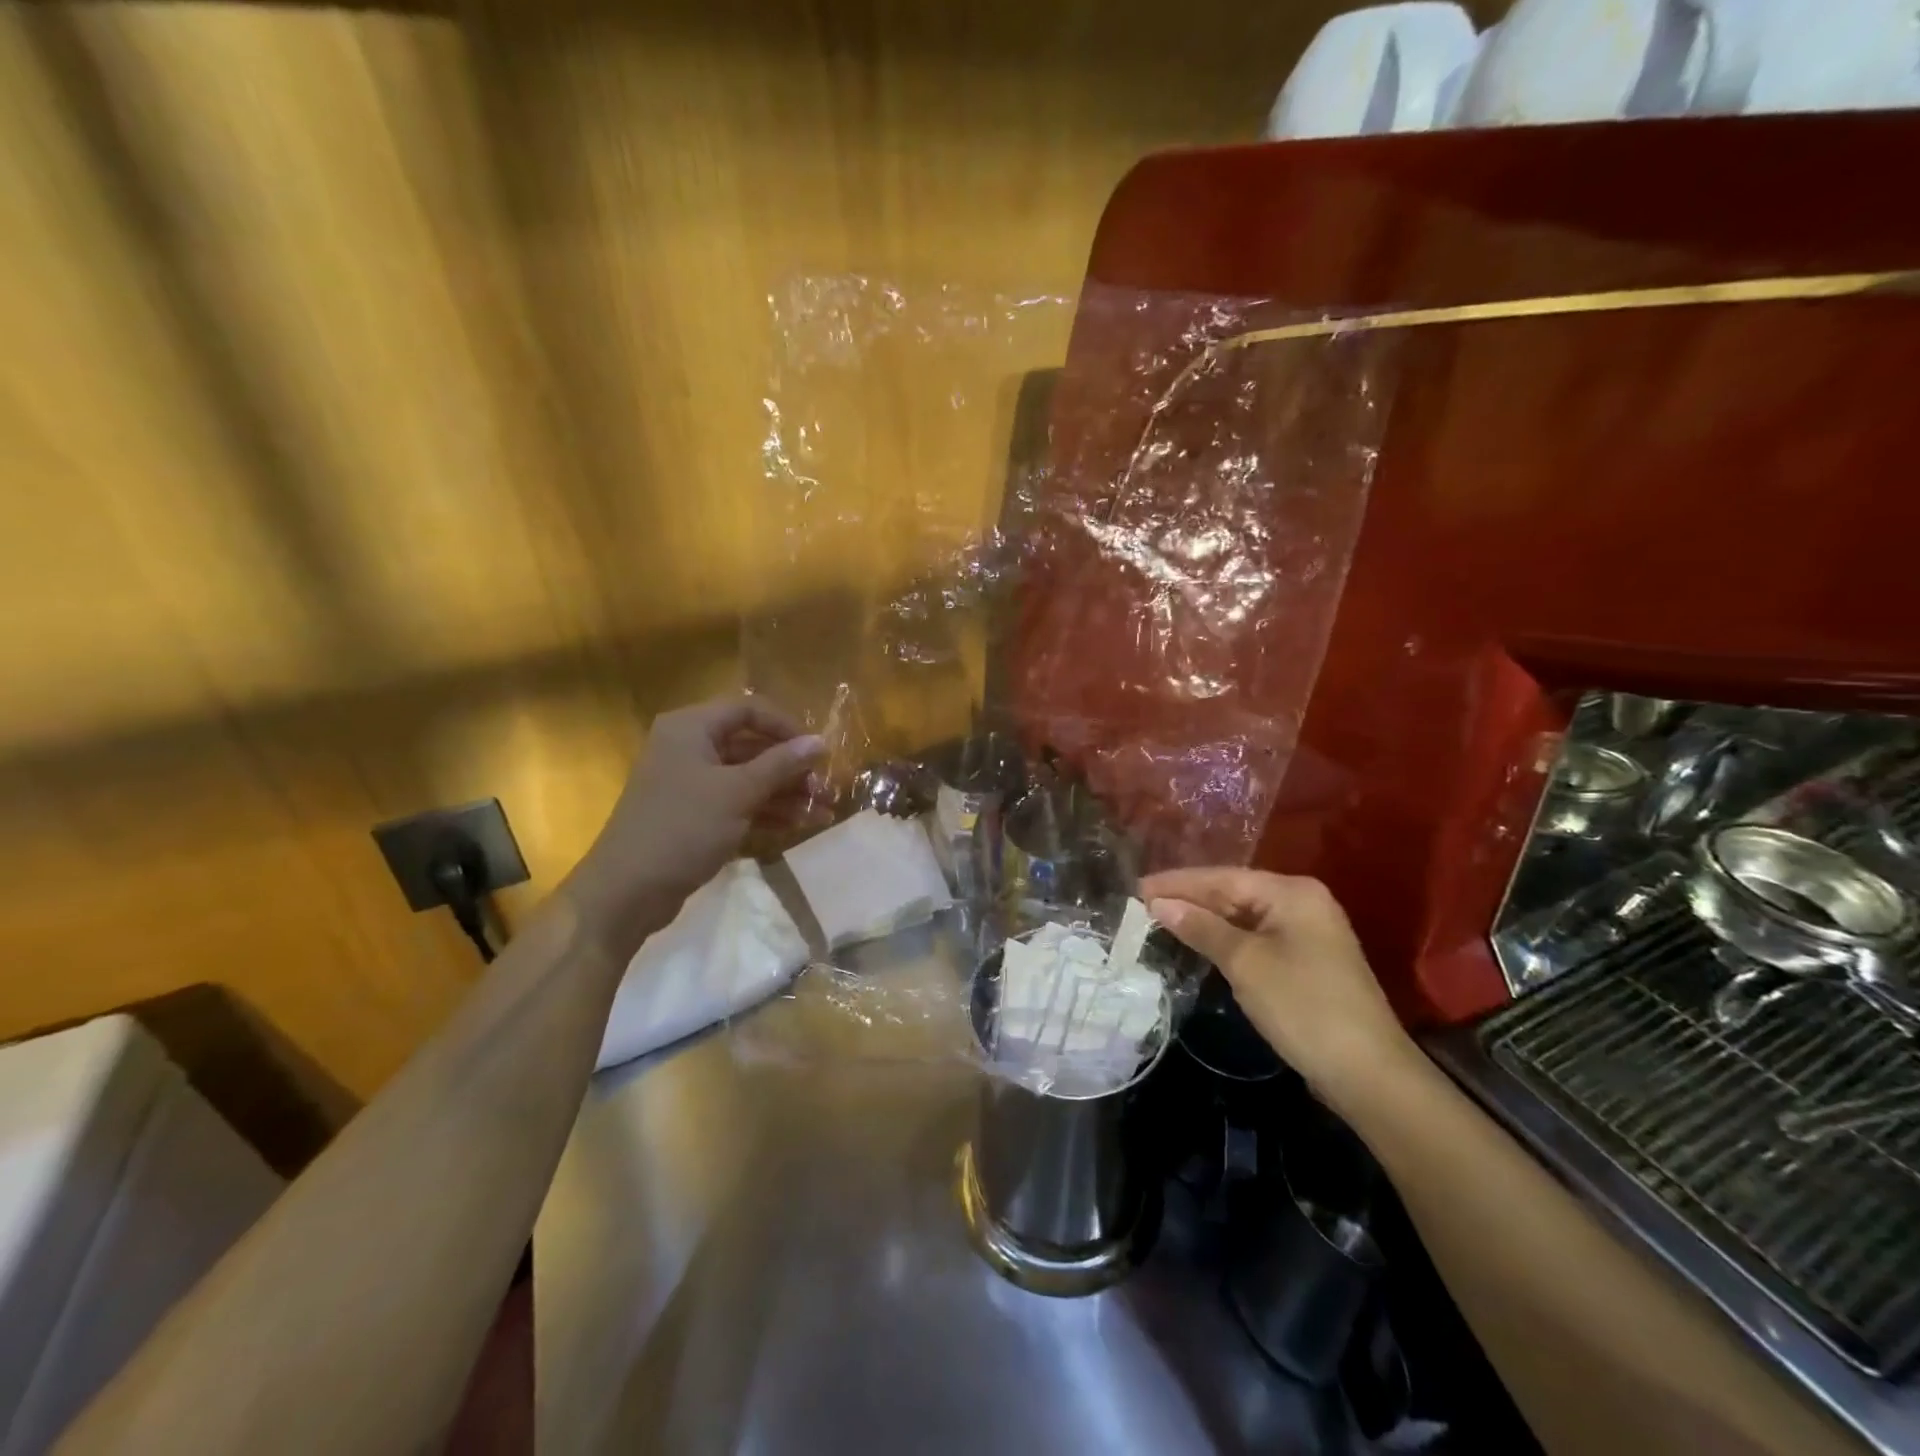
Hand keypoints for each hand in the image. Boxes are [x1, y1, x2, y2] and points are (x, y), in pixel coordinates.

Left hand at [563, 696, 824, 955]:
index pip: (749, 710)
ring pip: (749, 777)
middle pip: (752, 745)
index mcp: (692, 728)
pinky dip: (767, 811)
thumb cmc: (683, 828)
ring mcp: (691, 782)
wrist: (627, 891)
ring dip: (786, 793)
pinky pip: (738, 802)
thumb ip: (781, 764)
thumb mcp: (738, 793)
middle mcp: (690, 747)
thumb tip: (821, 741)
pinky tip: (799, 825)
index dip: (787, 727)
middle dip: (792, 768)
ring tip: (823, 812)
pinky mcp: (694, 814)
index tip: (818, 751)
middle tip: (826, 789)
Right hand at [1143, 868, 1413, 1107]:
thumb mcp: (1245, 963)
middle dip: (1189, 899)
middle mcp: (1302, 902)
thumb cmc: (1303, 1006)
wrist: (1368, 1073)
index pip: (1222, 878)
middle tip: (1142, 904)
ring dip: (1205, 920)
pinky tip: (1198, 943)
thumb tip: (1159, 904)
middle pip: (1234, 893)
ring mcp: (1307, 932)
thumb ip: (1201, 928)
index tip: (1137, 888)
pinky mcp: (1306, 960)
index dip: (1178, 883)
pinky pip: (1255, 937)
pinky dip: (1225, 939)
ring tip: (1160, 920)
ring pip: (1243, 916)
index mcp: (1292, 892)